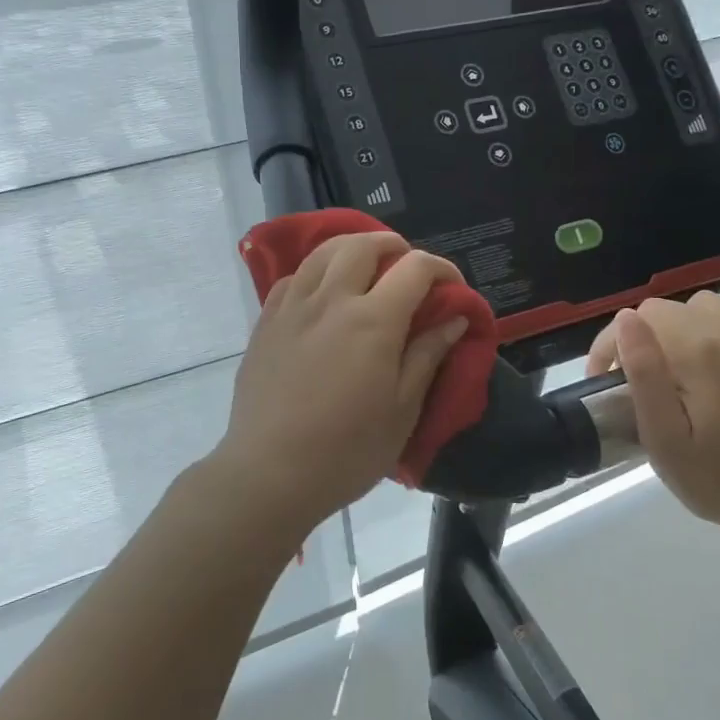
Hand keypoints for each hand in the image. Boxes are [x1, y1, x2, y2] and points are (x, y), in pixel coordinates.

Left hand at [210, 231, 468, 534]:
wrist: (270, 473)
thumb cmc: (347, 450)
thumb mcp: (403, 409)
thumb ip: (428, 355)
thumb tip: (454, 318)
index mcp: (373, 320)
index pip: (415, 269)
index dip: (442, 269)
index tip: (453, 289)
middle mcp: (331, 300)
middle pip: (363, 246)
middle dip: (394, 247)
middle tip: (408, 267)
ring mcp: (293, 308)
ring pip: (323, 252)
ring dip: (353, 249)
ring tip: (367, 268)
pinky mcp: (266, 323)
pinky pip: (293, 277)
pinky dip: (315, 272)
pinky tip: (322, 293)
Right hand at [585, 292, 719, 527]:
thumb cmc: (714, 477)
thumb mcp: (662, 437)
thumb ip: (643, 373)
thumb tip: (626, 319)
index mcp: (698, 351)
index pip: (639, 317)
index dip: (612, 345)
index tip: (608, 382)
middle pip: (669, 309)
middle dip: (645, 338)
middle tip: (644, 383)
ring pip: (705, 306)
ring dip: (684, 329)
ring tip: (682, 369)